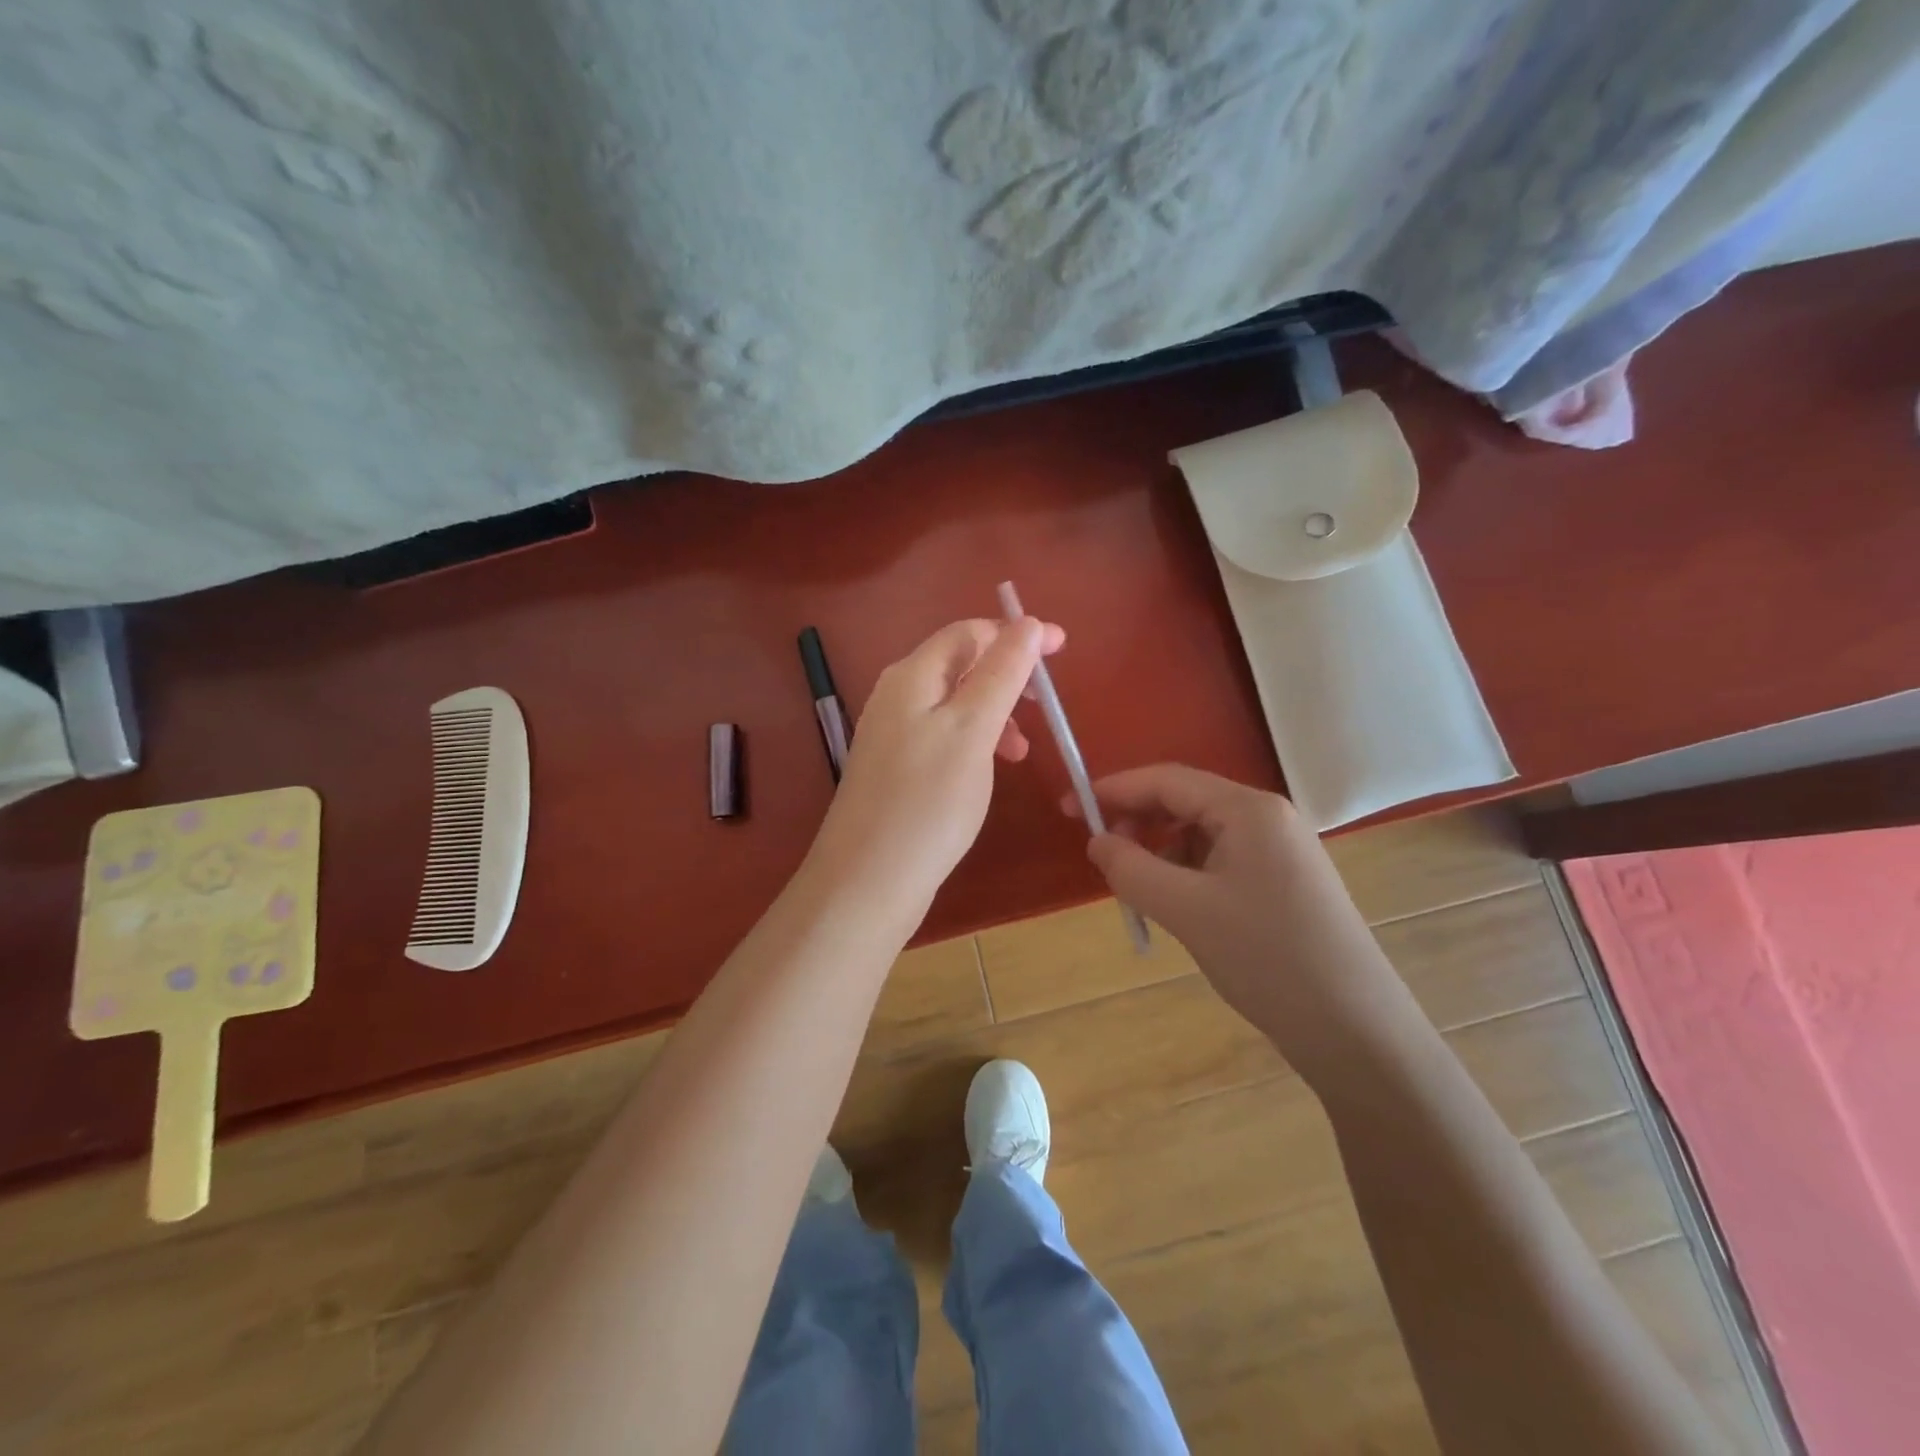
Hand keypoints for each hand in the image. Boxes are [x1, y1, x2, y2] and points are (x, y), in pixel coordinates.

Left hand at [806, 617, 1063, 917]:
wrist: (867, 882)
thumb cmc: (928, 802)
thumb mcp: (972, 730)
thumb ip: (1001, 674)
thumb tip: (1028, 623)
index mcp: (913, 676)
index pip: (969, 633)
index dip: (1017, 634)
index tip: (1064, 650)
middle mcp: (897, 696)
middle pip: (961, 665)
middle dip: (1008, 677)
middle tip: (1044, 705)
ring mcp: (893, 734)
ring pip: (955, 705)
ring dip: (995, 714)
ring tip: (1019, 752)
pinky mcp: (896, 769)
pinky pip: (944, 737)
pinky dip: (975, 742)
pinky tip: (987, 770)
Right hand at [1078, 765, 1413, 1080]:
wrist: (1355, 1030)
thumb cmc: (1267, 958)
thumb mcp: (1186, 911)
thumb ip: (1131, 869)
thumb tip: (1097, 842)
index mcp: (1249, 810)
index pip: (1167, 780)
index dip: (1113, 789)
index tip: (1068, 807)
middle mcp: (1268, 818)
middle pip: (1185, 802)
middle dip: (1138, 822)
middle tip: (1099, 853)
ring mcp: (1280, 851)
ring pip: (1200, 835)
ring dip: (1161, 852)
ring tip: (1137, 890)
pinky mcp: (1283, 883)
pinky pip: (1220, 861)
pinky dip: (1186, 874)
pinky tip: (1176, 906)